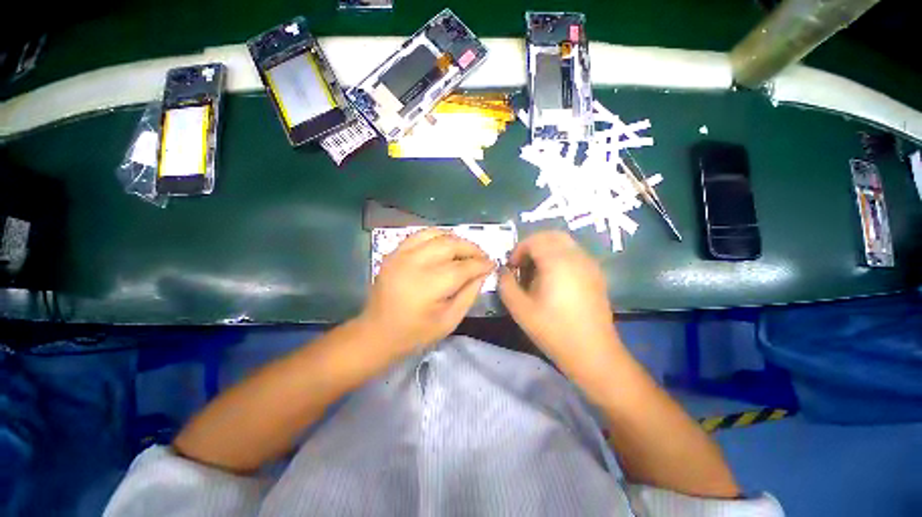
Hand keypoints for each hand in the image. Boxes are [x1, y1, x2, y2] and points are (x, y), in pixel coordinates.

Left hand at [360, 228, 493, 357]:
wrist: (377, 333)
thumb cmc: (415, 333)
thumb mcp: (450, 320)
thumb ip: (469, 294)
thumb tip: (483, 272)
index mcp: (429, 285)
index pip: (463, 267)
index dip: (481, 264)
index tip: (492, 264)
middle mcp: (414, 263)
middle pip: (451, 244)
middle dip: (471, 248)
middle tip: (482, 257)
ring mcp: (401, 254)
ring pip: (436, 234)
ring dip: (455, 239)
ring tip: (465, 250)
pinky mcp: (394, 252)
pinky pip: (419, 235)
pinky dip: (437, 236)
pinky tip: (444, 246)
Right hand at [498, 231, 622, 380]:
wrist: (592, 352)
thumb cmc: (553, 330)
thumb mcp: (520, 309)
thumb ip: (506, 284)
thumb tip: (503, 271)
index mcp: (557, 262)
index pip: (535, 240)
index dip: (519, 250)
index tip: (512, 267)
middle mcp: (576, 257)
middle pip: (552, 236)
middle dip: (533, 245)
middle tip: (522, 264)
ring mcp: (589, 264)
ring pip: (565, 243)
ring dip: (547, 250)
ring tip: (536, 272)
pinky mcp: (596, 274)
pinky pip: (574, 254)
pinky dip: (560, 257)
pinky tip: (554, 279)